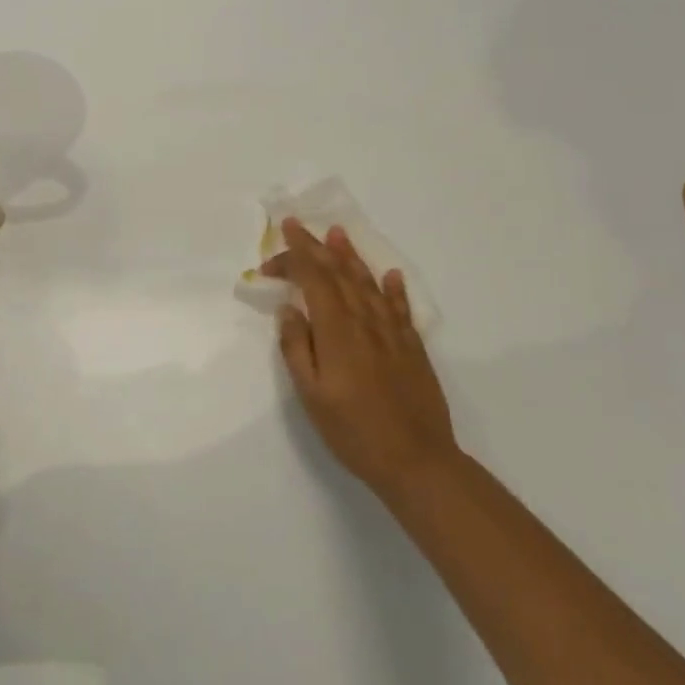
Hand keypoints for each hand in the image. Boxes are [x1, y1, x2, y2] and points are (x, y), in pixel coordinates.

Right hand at [263, 219, 459, 511]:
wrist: (417, 461)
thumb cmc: (354, 431)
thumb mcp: (311, 395)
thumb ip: (297, 348)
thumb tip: (289, 310)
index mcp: (337, 330)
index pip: (312, 280)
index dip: (290, 263)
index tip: (268, 264)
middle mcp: (365, 321)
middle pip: (338, 273)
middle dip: (315, 246)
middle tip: (297, 224)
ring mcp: (392, 332)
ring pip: (368, 283)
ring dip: (350, 256)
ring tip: (338, 233)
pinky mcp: (412, 347)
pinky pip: (401, 307)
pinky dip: (393, 287)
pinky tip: (390, 275)